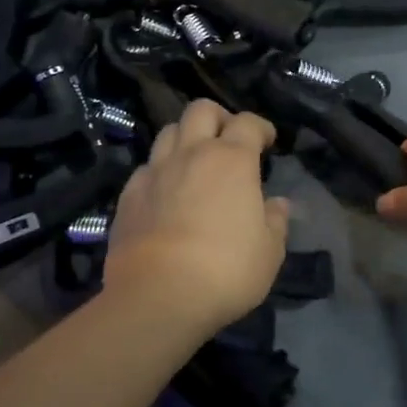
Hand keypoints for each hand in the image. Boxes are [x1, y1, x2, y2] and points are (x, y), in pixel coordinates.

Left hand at [103, 99, 290, 339]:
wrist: (158, 296)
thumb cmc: (226, 271)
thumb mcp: (269, 252)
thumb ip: (276, 222)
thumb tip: (277, 204)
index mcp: (232, 160)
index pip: (248, 122)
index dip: (261, 127)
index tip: (267, 141)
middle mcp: (192, 154)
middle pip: (201, 110)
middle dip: (218, 117)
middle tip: (228, 140)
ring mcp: (155, 172)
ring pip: (168, 132)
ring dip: (185, 138)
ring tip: (195, 161)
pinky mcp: (128, 195)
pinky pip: (146, 167)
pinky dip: (159, 170)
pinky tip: (166, 192)